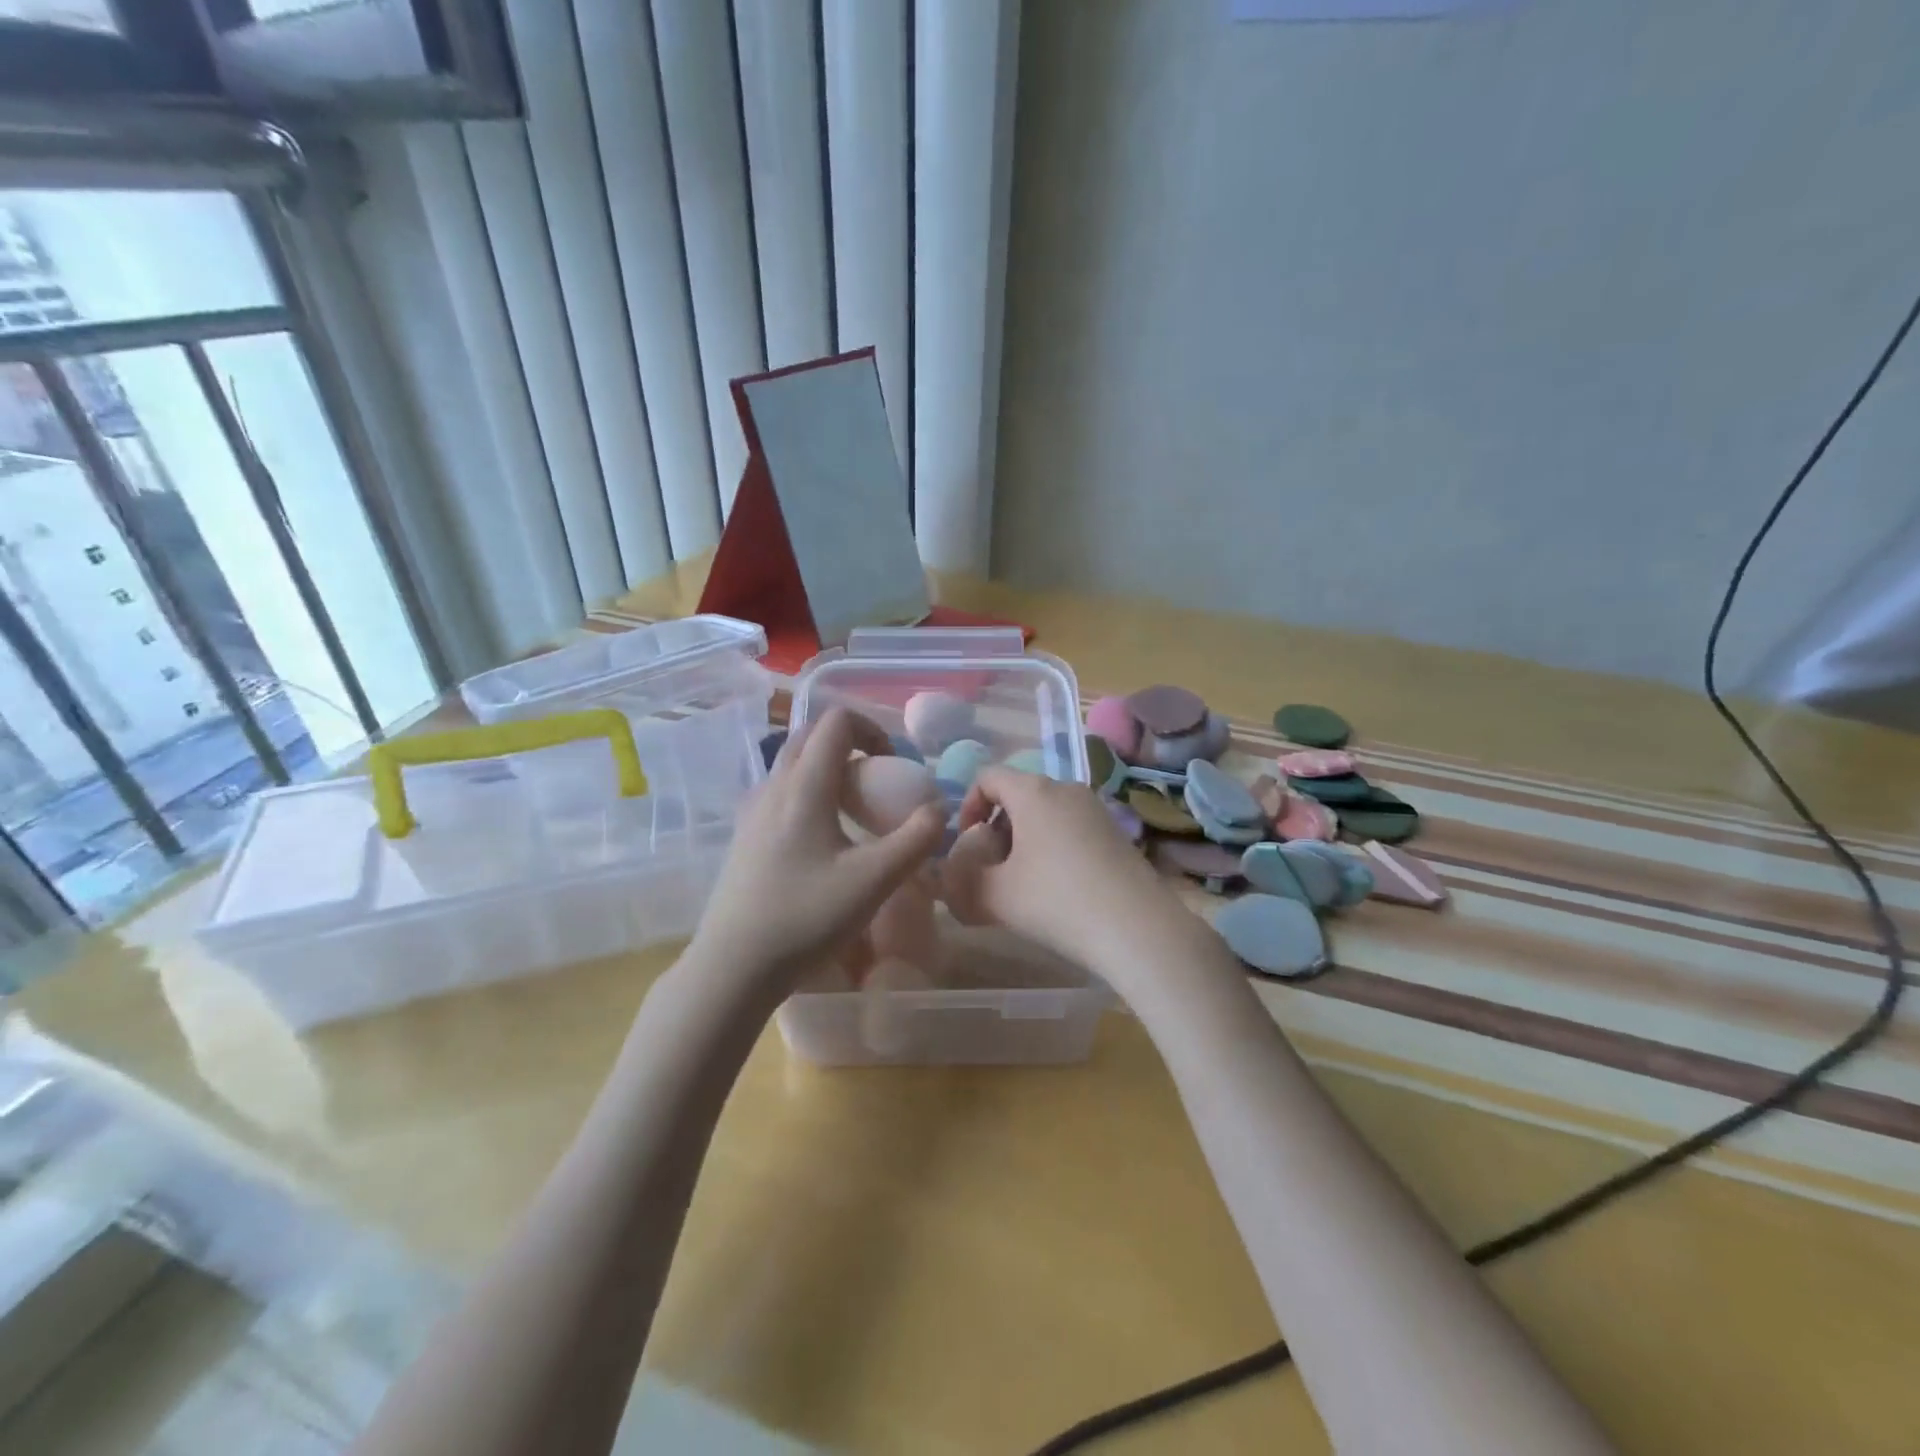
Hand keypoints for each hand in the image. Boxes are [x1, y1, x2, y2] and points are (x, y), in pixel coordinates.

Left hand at [687, 708, 944, 992]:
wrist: (734, 965)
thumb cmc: (806, 917)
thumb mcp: (874, 881)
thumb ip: (915, 839)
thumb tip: (939, 809)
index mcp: (804, 786)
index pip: (836, 721)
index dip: (872, 729)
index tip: (893, 766)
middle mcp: (773, 786)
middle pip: (811, 735)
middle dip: (850, 743)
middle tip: (878, 780)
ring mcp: (752, 810)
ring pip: (792, 763)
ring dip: (827, 767)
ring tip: (853, 810)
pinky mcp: (743, 835)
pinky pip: (780, 791)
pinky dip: (808, 791)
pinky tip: (822, 839)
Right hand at [942, 767, 1196, 976]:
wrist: (1138, 929)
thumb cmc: (1057, 902)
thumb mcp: (995, 898)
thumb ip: (961, 884)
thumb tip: (951, 878)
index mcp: (1033, 791)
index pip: (988, 777)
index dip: (967, 806)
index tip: (967, 844)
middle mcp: (1066, 789)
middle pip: (1018, 794)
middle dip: (996, 827)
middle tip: (992, 868)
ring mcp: (1096, 809)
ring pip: (1046, 812)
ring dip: (1024, 840)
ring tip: (1023, 883)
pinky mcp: (1116, 833)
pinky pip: (1071, 827)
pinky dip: (1053, 847)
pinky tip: (1058, 889)